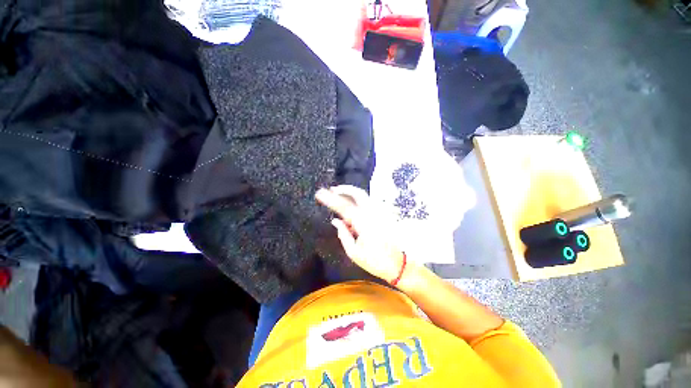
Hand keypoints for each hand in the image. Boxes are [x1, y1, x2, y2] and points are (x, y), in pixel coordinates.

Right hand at [315, 185, 404, 282]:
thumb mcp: (354, 252)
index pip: (343, 206)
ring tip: (339, 194)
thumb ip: (344, 234)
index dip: (330, 199)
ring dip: (351, 193)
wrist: (399, 264)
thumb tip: (335, 221)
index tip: (320, 193)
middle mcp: (372, 213)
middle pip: (358, 193)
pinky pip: (368, 202)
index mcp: (363, 223)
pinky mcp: (383, 215)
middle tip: (332, 190)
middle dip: (344, 189)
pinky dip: (358, 200)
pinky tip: (352, 206)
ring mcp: (379, 213)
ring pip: (364, 196)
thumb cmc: (375, 260)